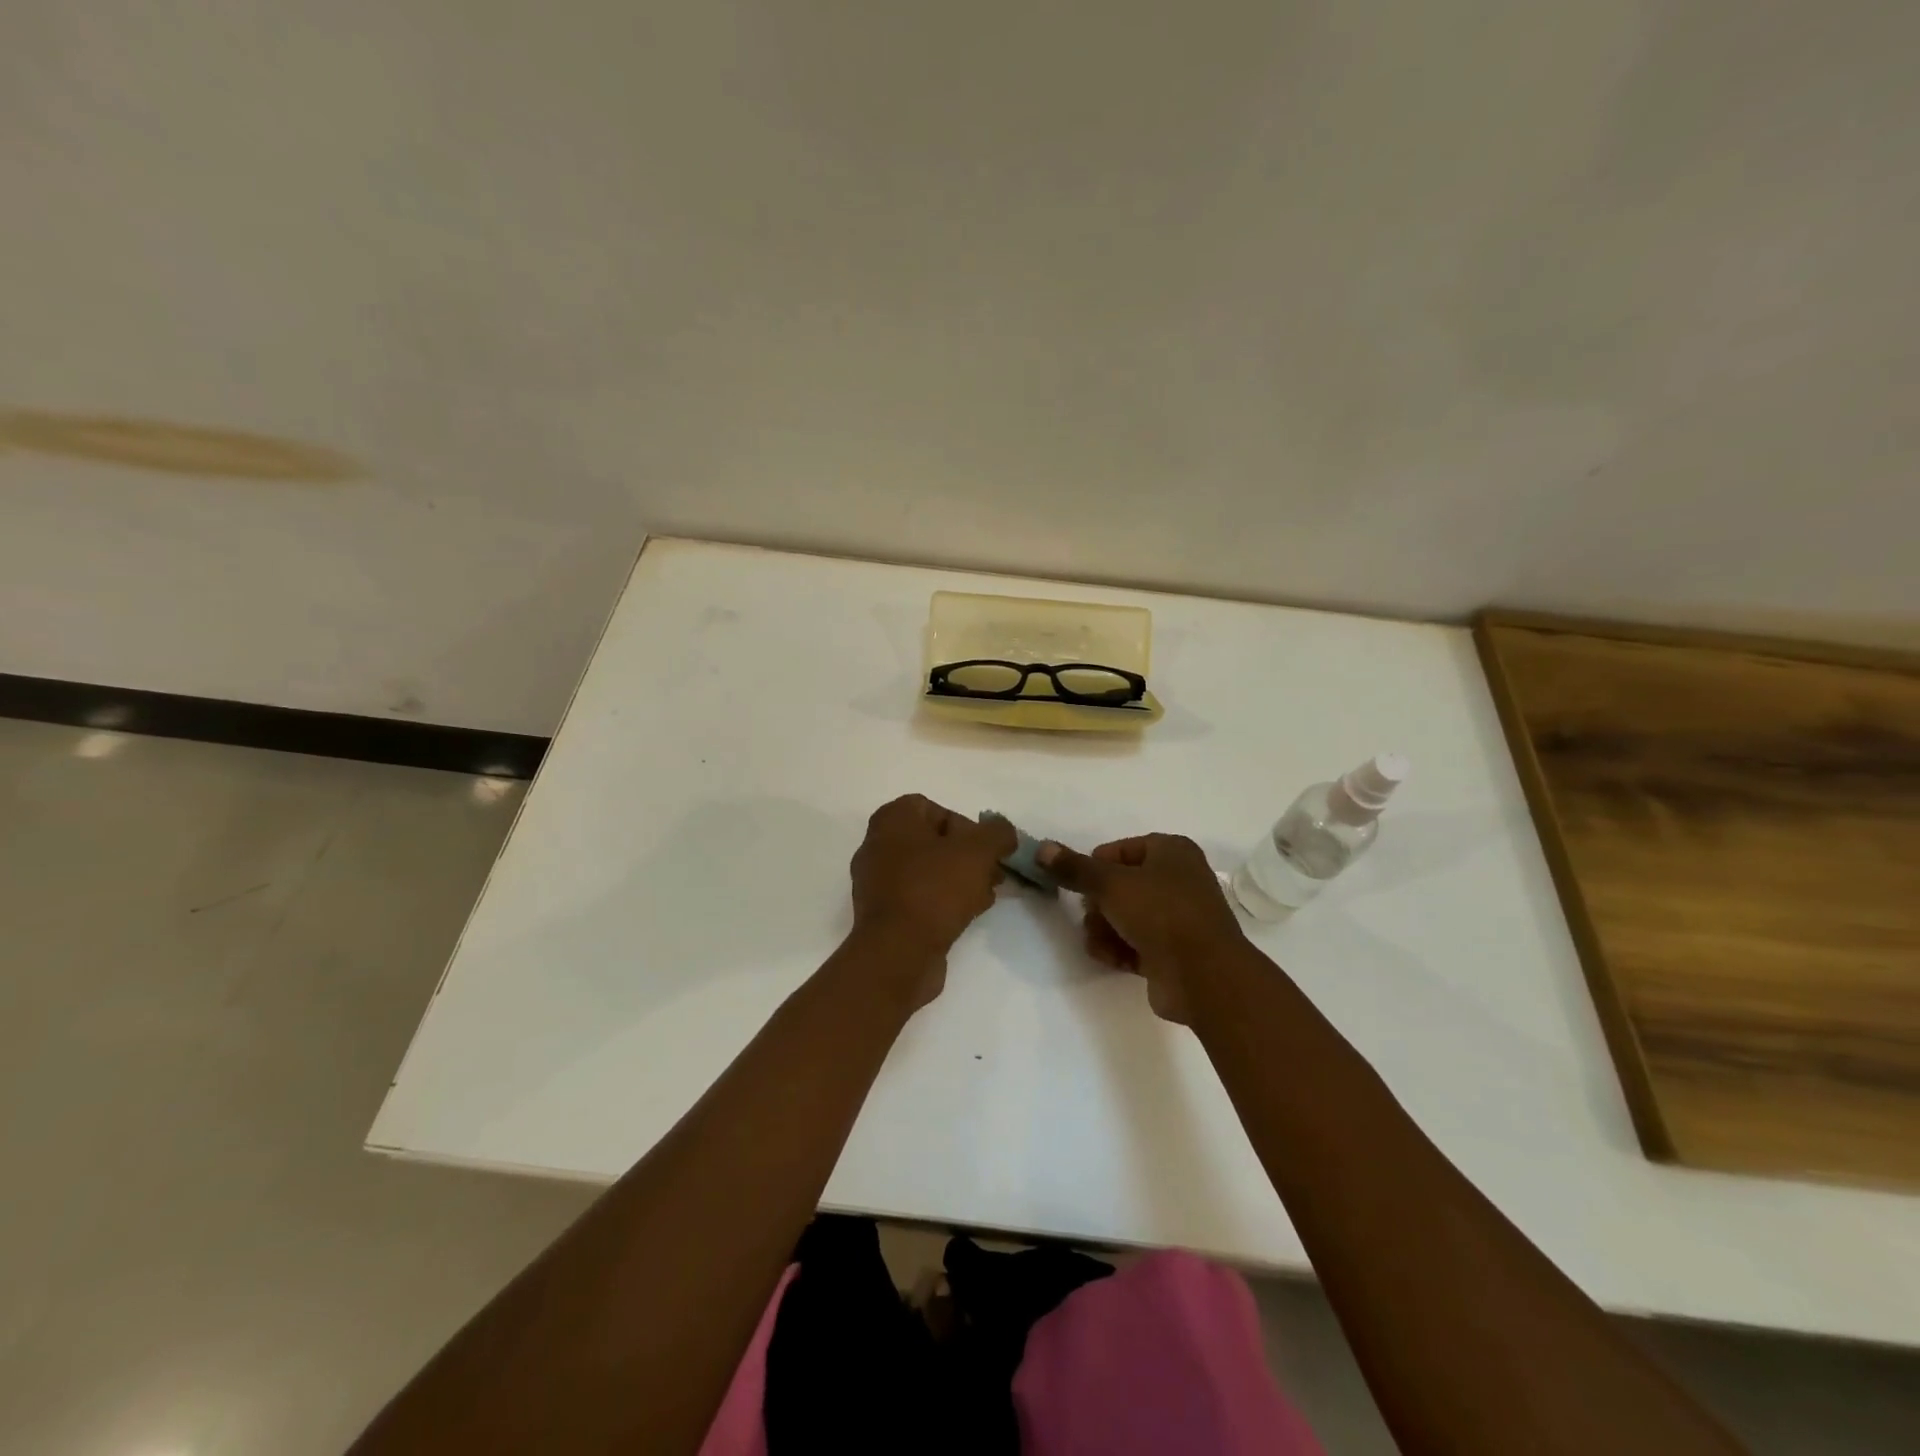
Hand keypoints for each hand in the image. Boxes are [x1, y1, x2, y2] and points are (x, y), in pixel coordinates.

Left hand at [847, 794, 1016, 1009]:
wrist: (898, 953)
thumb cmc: (934, 889)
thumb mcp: (977, 851)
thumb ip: (997, 834)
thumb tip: (1004, 832)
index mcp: (892, 820)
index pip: (934, 808)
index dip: (966, 825)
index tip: (986, 849)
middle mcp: (878, 845)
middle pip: (933, 841)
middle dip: (968, 856)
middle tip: (993, 874)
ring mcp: (877, 882)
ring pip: (929, 871)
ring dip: (960, 879)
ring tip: (986, 896)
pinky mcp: (883, 915)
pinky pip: (919, 897)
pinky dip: (944, 901)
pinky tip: (968, 914)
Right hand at [1036, 834, 1245, 1023]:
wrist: (1204, 976)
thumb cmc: (1160, 913)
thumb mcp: (1110, 884)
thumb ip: (1074, 868)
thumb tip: (1042, 848)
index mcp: (1172, 851)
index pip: (1118, 851)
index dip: (1095, 868)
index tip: (1081, 887)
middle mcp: (1178, 879)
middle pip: (1119, 886)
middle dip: (1098, 906)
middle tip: (1091, 918)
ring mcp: (1178, 918)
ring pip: (1125, 917)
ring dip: (1105, 930)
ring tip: (1101, 944)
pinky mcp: (1173, 952)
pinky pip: (1136, 943)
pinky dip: (1121, 950)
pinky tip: (1113, 960)